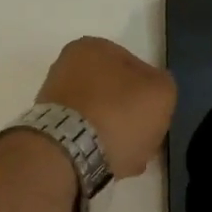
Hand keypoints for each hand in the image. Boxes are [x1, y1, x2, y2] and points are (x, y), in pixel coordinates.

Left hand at [37, 37, 174, 179]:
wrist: (69, 153)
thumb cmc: (118, 113)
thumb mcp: (161, 91)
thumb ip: (163, 85)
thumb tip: (151, 92)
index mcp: (92, 47)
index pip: (134, 67)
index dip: (151, 93)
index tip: (157, 115)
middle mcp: (67, 67)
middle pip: (115, 94)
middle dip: (132, 117)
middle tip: (147, 139)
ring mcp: (54, 99)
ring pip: (101, 118)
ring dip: (118, 136)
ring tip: (131, 158)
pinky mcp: (49, 129)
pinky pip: (85, 137)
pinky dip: (99, 148)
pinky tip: (113, 164)